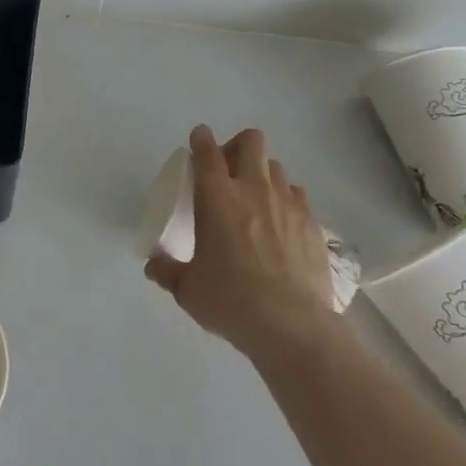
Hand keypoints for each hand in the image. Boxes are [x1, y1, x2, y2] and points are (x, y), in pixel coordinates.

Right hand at [144, 125, 334, 357]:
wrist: (291, 327)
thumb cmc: (230, 301)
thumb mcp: (187, 289)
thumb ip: (167, 270)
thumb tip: (153, 265)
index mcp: (217, 197)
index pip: (207, 151)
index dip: (200, 139)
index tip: (198, 140)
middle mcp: (253, 190)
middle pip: (251, 142)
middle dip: (237, 146)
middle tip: (227, 170)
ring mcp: (288, 204)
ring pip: (276, 167)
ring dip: (262, 173)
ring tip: (255, 198)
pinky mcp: (312, 224)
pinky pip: (298, 196)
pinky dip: (286, 200)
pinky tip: (280, 223)